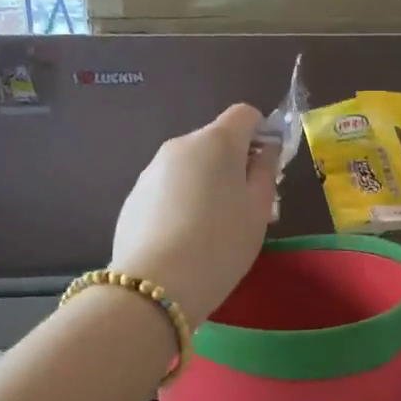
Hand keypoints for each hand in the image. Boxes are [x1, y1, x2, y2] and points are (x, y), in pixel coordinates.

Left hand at [111, 104, 277, 322]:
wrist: (156, 285)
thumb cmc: (221, 243)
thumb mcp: (259, 209)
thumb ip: (266, 170)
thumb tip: (266, 149)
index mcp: (216, 141)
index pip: (245, 114)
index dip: (261, 134)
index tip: (266, 169)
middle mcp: (181, 145)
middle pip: (215, 141)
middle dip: (233, 164)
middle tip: (244, 207)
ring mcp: (152, 169)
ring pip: (190, 166)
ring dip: (206, 184)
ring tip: (212, 229)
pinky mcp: (133, 196)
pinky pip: (168, 188)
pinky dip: (181, 202)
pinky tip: (184, 239)